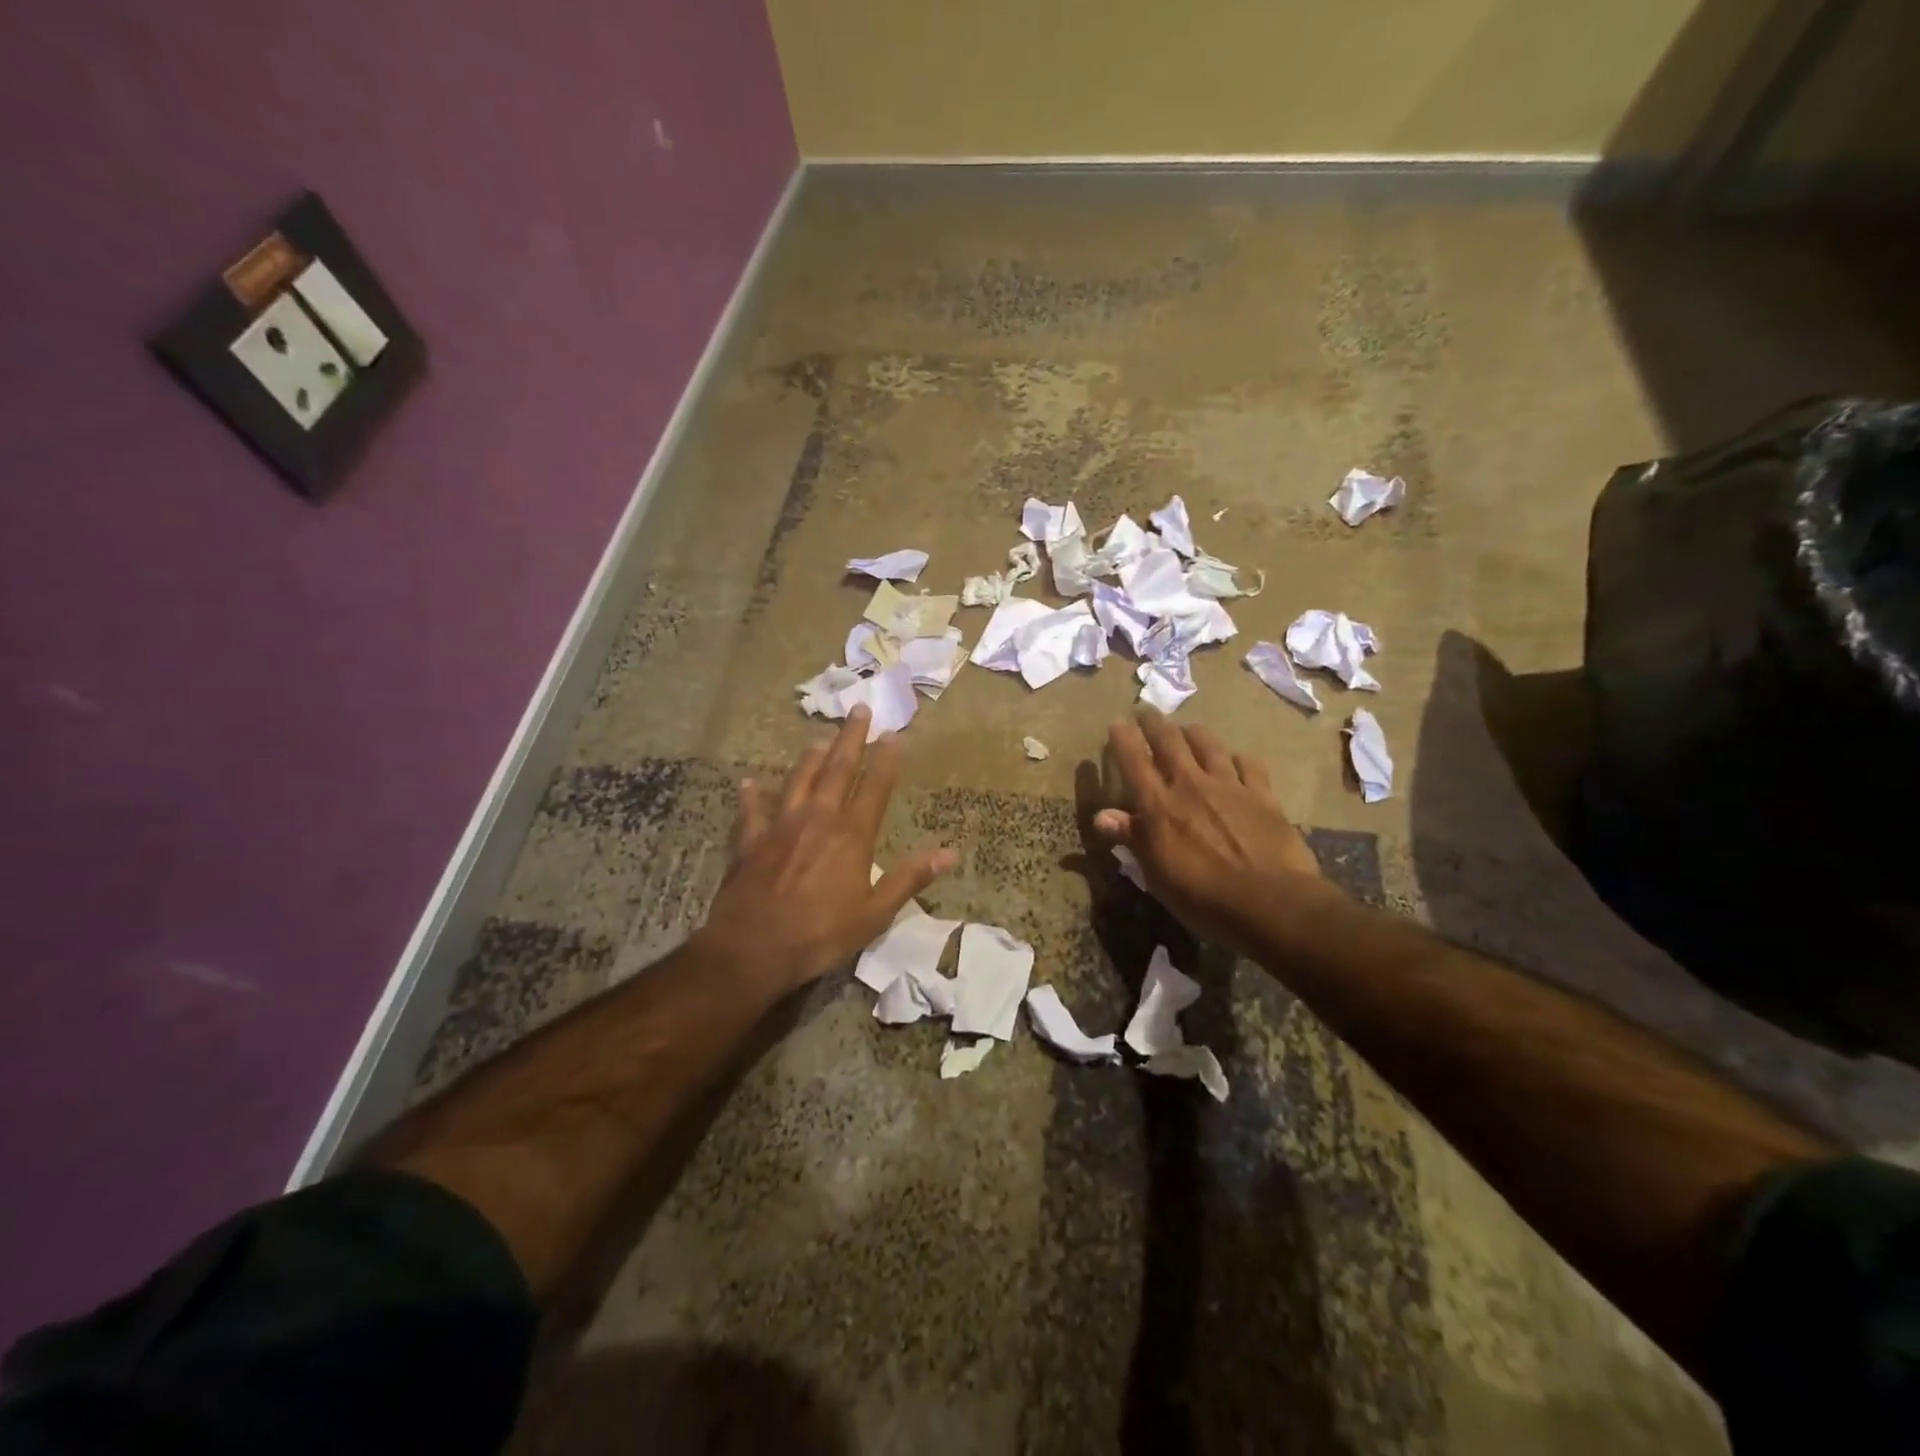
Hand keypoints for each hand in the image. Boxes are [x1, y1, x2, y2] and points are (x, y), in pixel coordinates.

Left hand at [697, 706, 958, 994]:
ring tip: (819, 738)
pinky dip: (752, 796)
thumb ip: (909, 878)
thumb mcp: (875, 913)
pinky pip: (752, 811)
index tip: (894, 733)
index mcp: (852, 835)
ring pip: (798, 780)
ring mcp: (780, 826)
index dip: (886, 759)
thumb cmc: (820, 934)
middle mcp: (818, 819)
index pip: (875, 787)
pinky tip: (749, 783)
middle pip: (837, 769)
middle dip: (850, 738)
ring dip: (810, 757)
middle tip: (858, 709)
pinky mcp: (750, 841)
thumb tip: (950, 853)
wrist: (752, 948)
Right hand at [1093, 708, 1341, 952]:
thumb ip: (1132, 838)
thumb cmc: (1202, 896)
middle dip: (1154, 723)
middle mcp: (1191, 785)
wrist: (1270, 902)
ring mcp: (1229, 786)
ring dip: (1193, 732)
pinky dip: (1237, 757)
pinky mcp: (1263, 795)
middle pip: (1169, 741)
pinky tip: (1236, 758)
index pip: (1134, 761)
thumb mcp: (1156, 875)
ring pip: (1208, 744)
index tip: (1116, 722)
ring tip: (1187, 728)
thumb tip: (1101, 816)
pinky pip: (1248, 764)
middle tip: (1146, 711)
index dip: (1122, 739)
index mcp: (1160, 805)